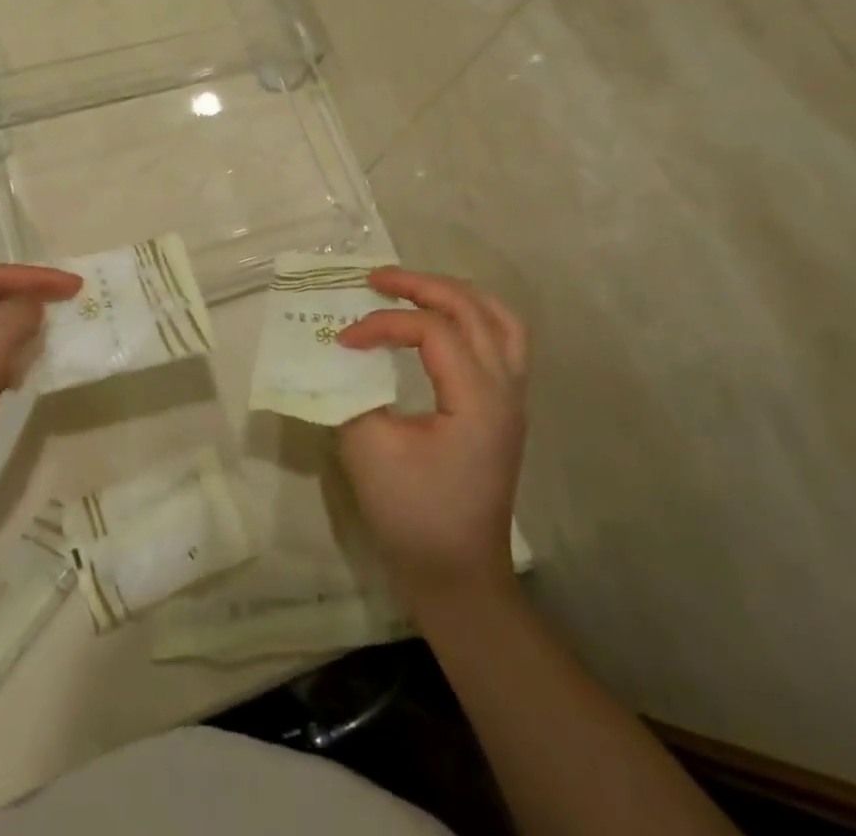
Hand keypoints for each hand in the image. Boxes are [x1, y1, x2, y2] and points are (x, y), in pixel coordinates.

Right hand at [336, 268, 529, 608]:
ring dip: (454, 294)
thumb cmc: (414, 516)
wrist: (459, 576)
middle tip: (376, 278)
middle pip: (472, 309)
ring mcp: (513, 399)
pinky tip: (439, 323)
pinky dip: (470, 318)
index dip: (383, 324)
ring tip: (413, 288)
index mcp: (477, 400)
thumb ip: (353, 391)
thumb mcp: (370, 449)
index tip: (342, 341)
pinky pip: (501, 341)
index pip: (432, 330)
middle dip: (421, 284)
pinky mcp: (506, 409)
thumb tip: (343, 355)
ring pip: (499, 319)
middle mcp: (505, 389)